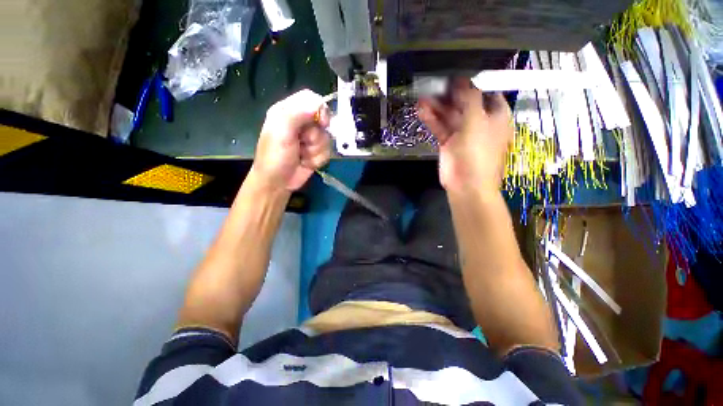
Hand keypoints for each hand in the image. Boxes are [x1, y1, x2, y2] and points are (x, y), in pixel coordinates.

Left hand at [252, 89, 331, 190]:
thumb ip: (297, 114)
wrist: (278, 182)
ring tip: (302, 155)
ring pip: (326, 138)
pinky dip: (318, 159)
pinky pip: (327, 151)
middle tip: (303, 143)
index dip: (320, 109)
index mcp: (288, 111)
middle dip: (315, 135)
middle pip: (323, 120)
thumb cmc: (275, 156)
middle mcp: (301, 123)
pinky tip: (307, 162)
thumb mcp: (281, 132)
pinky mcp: (317, 151)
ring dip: (316, 150)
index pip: (311, 99)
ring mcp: (310, 138)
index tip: (322, 123)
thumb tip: (319, 105)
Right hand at [418, 79, 512, 194]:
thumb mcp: (477, 122)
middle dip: (448, 95)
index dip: (471, 83)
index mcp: (494, 115)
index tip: (455, 75)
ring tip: (422, 96)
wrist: (467, 184)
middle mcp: (479, 121)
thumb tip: (461, 81)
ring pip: (448, 114)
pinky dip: (431, 119)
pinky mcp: (448, 142)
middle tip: (433, 84)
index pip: (484, 92)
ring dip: (436, 106)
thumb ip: (469, 99)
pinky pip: (439, 127)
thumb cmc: (478, 152)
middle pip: (463, 102)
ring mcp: (462, 132)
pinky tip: (421, 110)